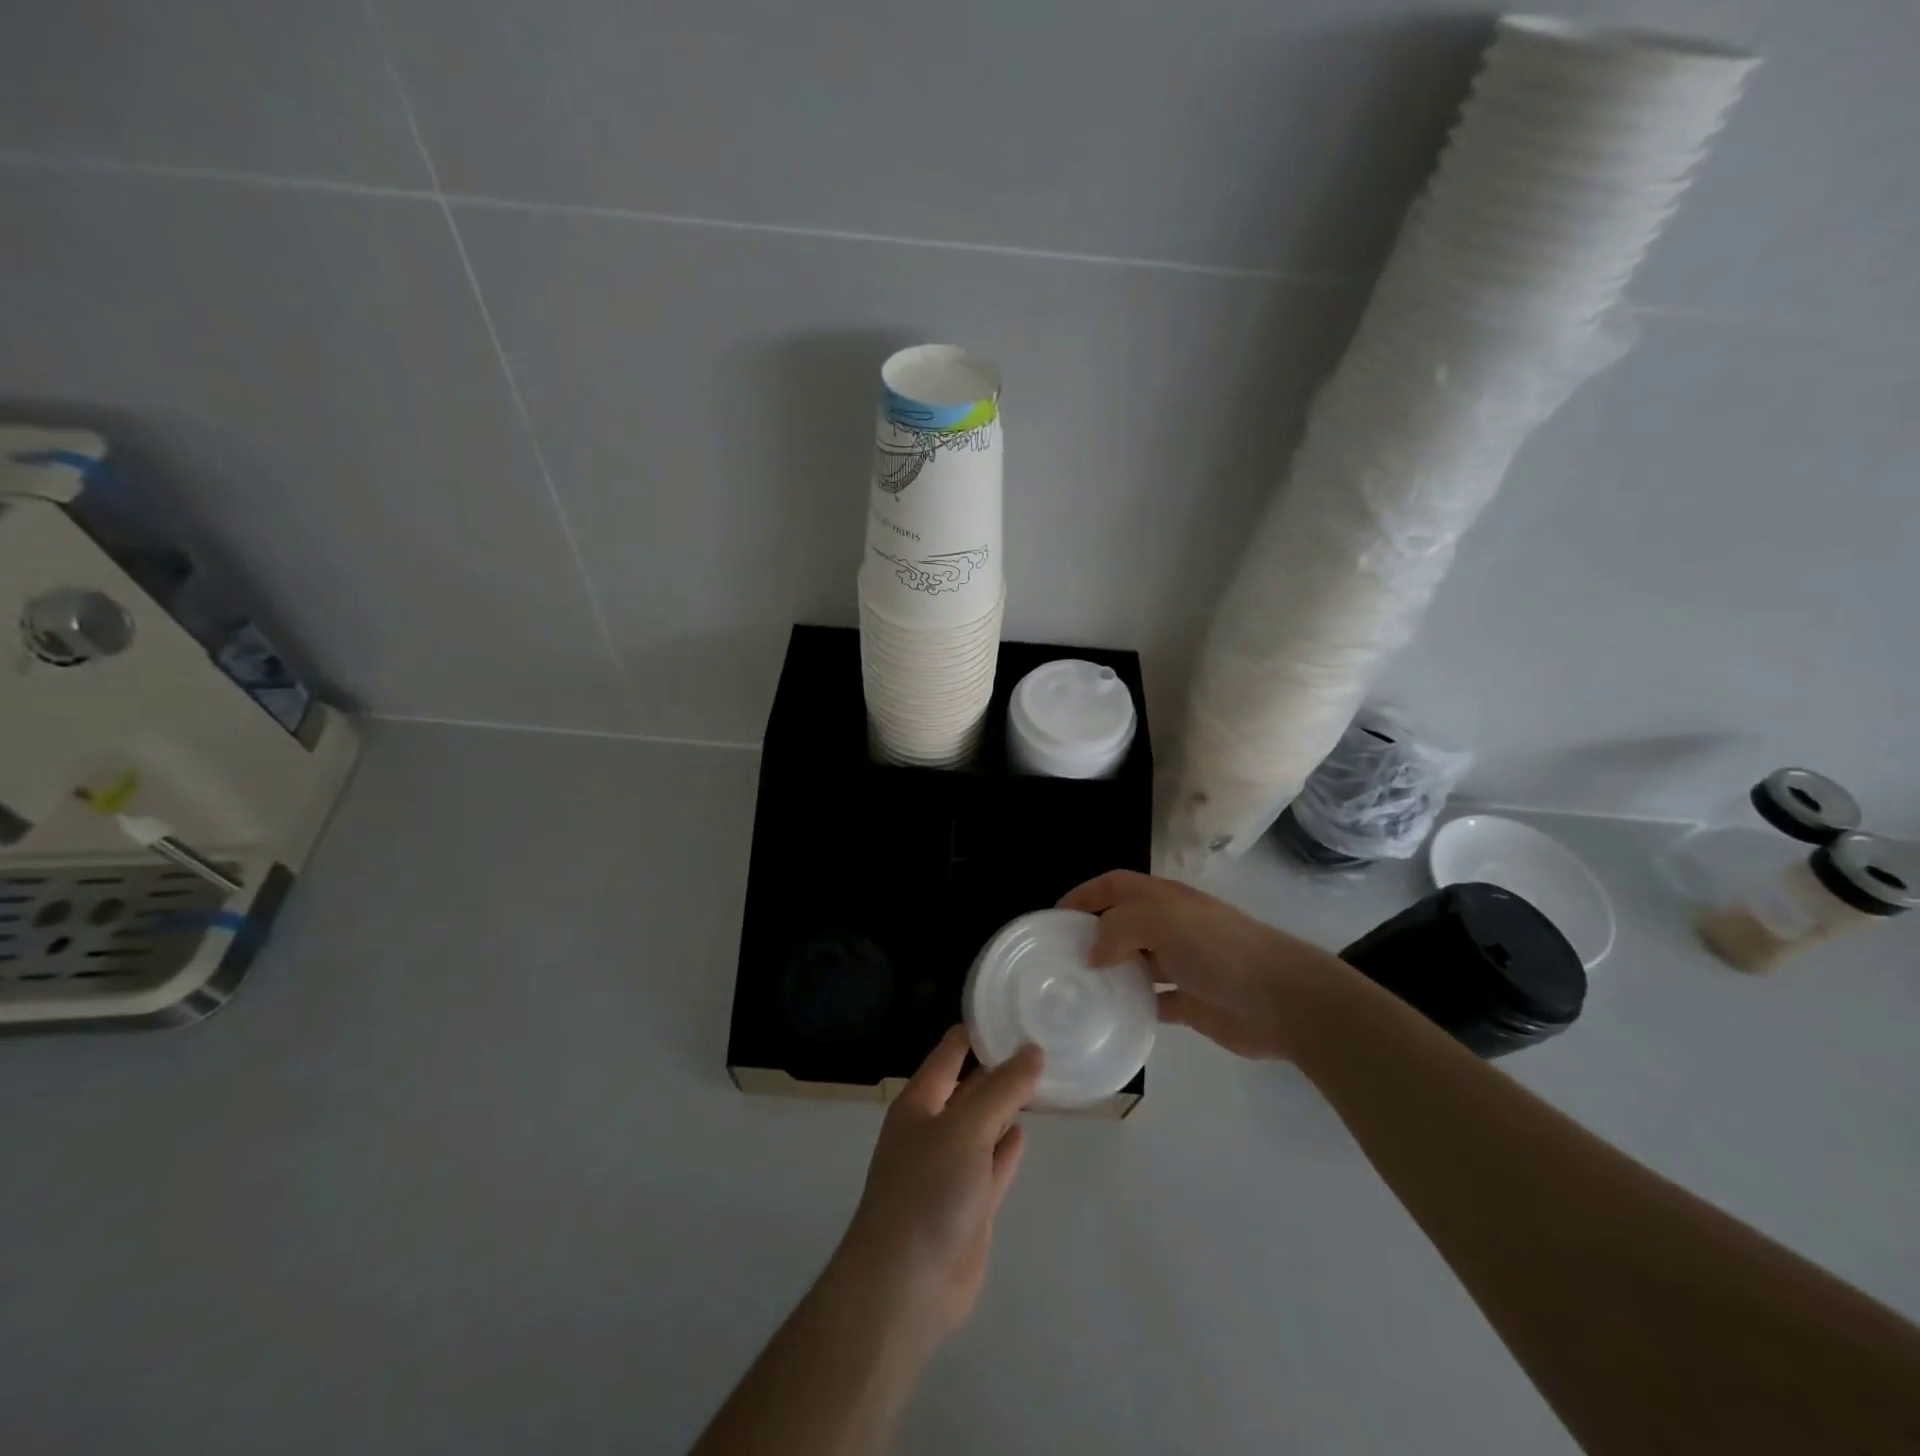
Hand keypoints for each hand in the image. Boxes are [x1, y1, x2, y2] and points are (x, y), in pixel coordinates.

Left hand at [836, 1027, 1042, 1342]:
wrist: (906, 1286)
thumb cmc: (927, 1190)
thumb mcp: (965, 1127)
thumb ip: (1001, 1089)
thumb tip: (1032, 1050)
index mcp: (920, 1102)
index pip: (950, 1052)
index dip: (978, 1030)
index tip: (1014, 1009)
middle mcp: (933, 1128)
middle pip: (970, 1087)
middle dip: (1000, 1066)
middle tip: (1042, 1039)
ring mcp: (951, 1168)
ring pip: (984, 1125)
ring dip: (1007, 1105)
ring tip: (1043, 1077)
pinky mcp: (970, 1204)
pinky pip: (993, 1164)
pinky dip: (1008, 1147)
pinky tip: (1026, 1130)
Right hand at [1061, 869, 1349, 1061]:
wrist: (1282, 999)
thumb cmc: (1219, 949)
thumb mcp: (1162, 921)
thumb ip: (1118, 928)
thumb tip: (1092, 953)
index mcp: (1164, 899)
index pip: (1115, 885)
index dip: (1085, 894)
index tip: (1055, 917)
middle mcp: (1171, 926)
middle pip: (1122, 923)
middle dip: (1092, 935)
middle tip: (1059, 959)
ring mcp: (1182, 964)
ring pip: (1135, 963)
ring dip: (1110, 973)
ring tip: (1077, 990)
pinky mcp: (1191, 1002)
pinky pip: (1153, 1001)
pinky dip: (1133, 1006)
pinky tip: (1111, 1018)